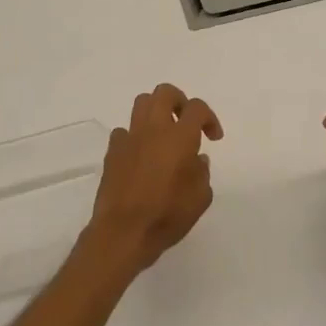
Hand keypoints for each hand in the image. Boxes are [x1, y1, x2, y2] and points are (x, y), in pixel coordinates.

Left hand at [87, 84, 223, 270]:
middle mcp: (153, 129)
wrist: (123, 232)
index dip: (209, 118)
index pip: (197, 108)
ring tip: (164, 134)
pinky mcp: (112, 152)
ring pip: (141, 104)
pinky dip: (135, 137)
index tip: (213, 138)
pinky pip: (124, 132)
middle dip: (180, 102)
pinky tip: (141, 156)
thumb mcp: (200, 198)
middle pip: (164, 93)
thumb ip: (202, 172)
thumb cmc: (167, 215)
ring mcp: (129, 138)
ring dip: (156, 112)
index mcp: (179, 137)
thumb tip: (196, 159)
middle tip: (187, 122)